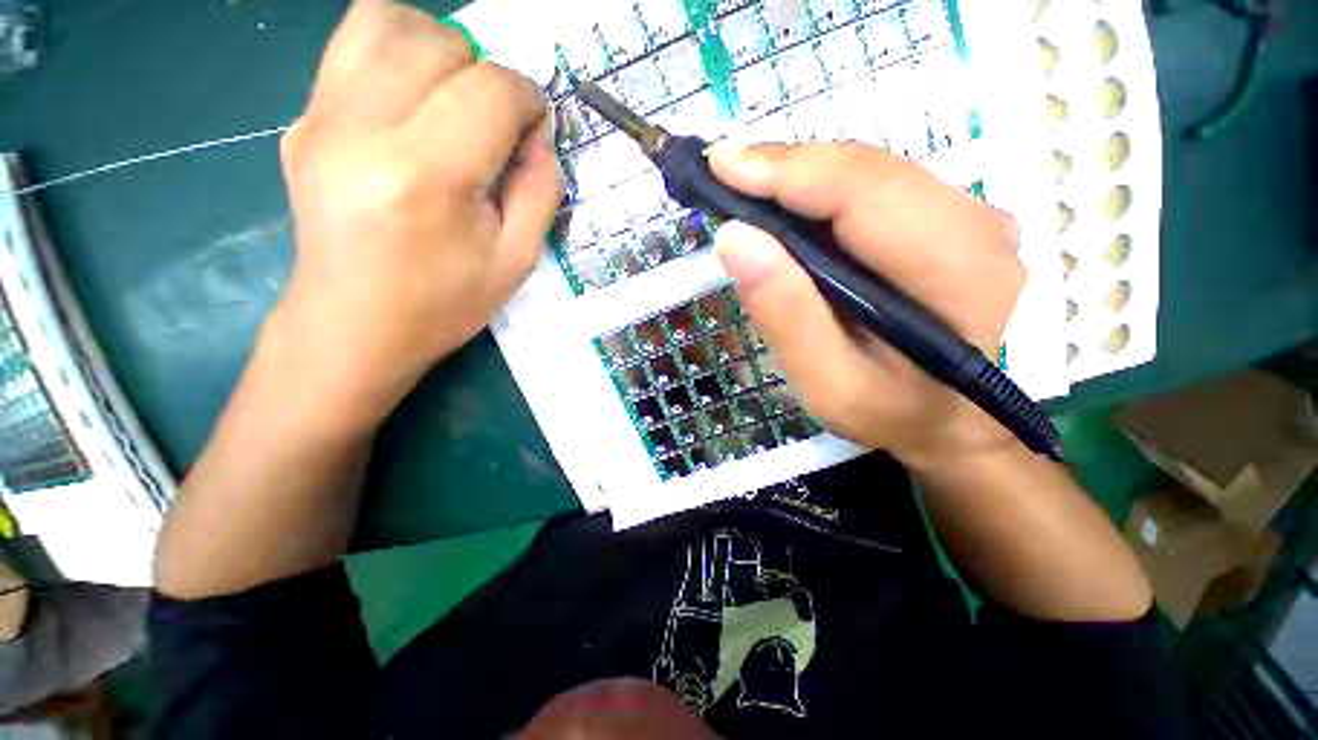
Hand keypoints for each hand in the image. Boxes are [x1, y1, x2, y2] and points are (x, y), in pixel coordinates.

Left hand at [270, 0, 559, 431]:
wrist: (353, 326)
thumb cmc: (444, 303)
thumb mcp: (517, 260)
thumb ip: (540, 190)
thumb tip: (538, 134)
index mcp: (427, 176)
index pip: (491, 91)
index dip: (528, 101)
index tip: (535, 131)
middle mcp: (364, 129)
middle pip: (442, 46)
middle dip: (488, 77)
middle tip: (495, 126)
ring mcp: (321, 118)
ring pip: (388, 22)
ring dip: (440, 51)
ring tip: (454, 99)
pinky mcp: (302, 119)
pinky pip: (351, 45)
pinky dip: (395, 52)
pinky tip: (413, 98)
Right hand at [710, 143, 1023, 468]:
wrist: (941, 421)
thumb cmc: (886, 412)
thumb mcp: (826, 383)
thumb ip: (785, 314)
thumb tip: (735, 237)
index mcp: (955, 272)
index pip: (863, 192)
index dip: (787, 171)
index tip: (721, 165)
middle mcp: (977, 226)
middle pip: (866, 170)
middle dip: (786, 168)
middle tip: (722, 174)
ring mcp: (970, 216)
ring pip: (869, 171)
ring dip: (800, 176)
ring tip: (746, 187)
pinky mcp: (951, 219)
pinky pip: (876, 186)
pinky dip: (822, 189)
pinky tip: (787, 204)